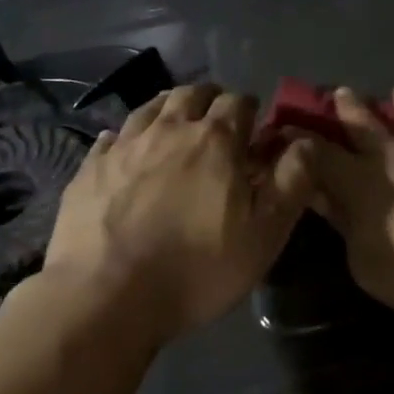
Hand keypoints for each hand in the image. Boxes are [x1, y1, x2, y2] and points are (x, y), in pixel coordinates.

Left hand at [45, 85, 314, 344]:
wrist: (105, 300)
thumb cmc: (197, 267)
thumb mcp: (266, 232)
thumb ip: (293, 179)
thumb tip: (304, 140)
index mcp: (215, 139)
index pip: (238, 100)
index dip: (250, 111)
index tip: (254, 133)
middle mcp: (169, 129)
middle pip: (192, 93)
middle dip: (210, 101)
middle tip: (217, 126)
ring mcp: (124, 146)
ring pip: (151, 107)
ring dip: (170, 110)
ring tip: (176, 130)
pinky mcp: (89, 169)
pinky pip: (112, 136)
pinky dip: (127, 138)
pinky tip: (128, 153)